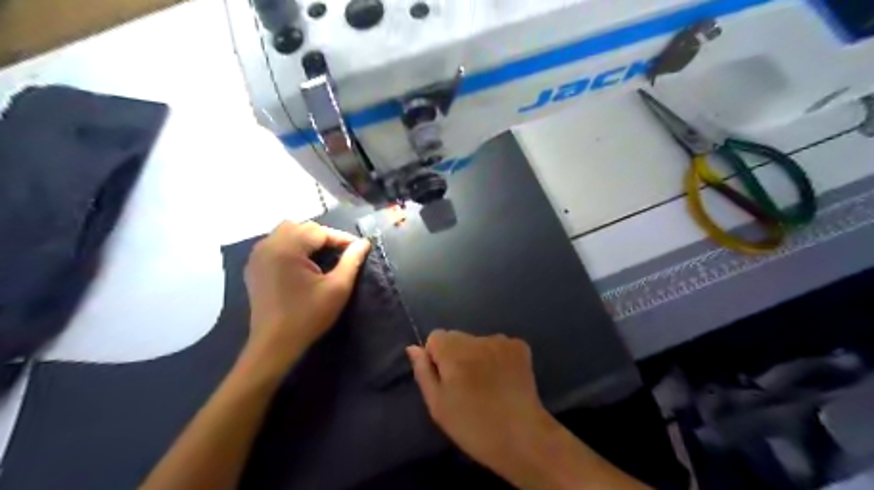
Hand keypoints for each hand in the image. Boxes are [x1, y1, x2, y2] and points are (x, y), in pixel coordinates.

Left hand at [244, 221, 368, 369]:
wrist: (274, 345)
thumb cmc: (308, 316)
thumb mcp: (337, 288)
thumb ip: (351, 261)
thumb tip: (364, 242)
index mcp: (286, 248)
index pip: (318, 230)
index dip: (341, 238)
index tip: (358, 248)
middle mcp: (268, 245)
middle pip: (300, 226)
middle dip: (323, 235)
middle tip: (341, 251)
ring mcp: (257, 256)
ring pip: (285, 232)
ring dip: (306, 238)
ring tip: (323, 254)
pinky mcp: (254, 267)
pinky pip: (274, 244)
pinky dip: (291, 246)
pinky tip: (302, 262)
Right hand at [409, 331, 559, 479]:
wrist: (523, 437)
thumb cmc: (473, 426)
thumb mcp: (438, 405)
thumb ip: (423, 372)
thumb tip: (413, 348)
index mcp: (453, 350)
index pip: (435, 337)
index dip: (436, 358)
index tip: (446, 381)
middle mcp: (476, 338)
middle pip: (457, 338)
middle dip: (456, 356)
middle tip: (466, 387)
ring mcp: (501, 340)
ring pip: (478, 342)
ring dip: (477, 356)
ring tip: (487, 386)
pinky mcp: (520, 346)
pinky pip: (499, 346)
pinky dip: (498, 358)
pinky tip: (503, 380)